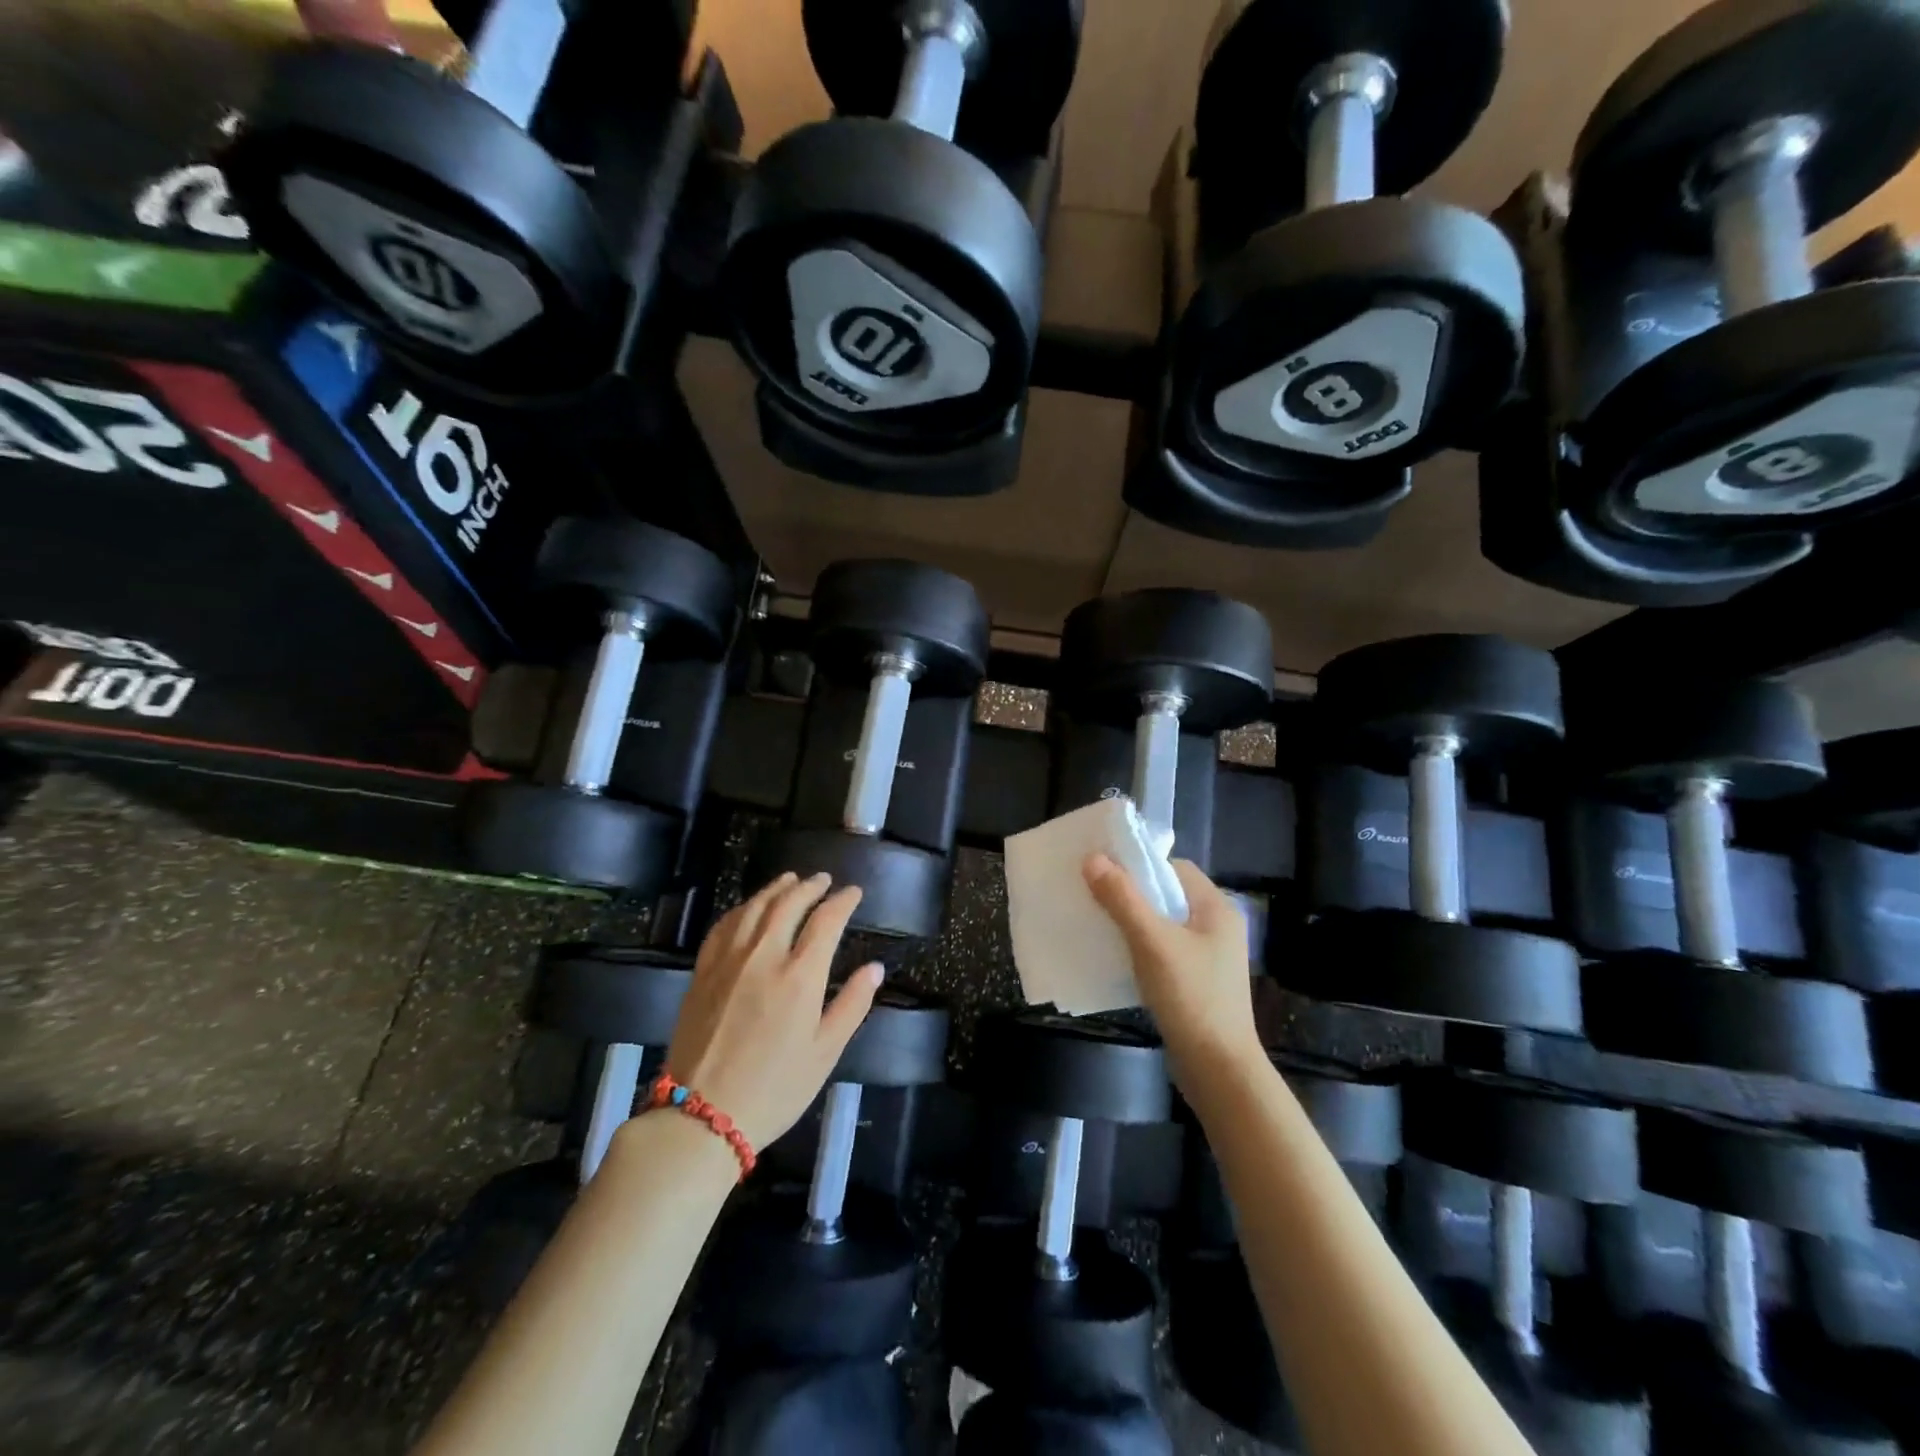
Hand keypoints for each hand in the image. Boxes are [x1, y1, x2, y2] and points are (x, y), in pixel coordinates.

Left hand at [662, 873, 882, 1149]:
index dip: (843, 901)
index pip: (826, 920)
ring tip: (790, 880)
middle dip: (810, 886)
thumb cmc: (775, 1089)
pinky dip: (742, 908)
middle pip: (789, 904)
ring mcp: (728, 961)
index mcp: (800, 976)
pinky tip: (749, 908)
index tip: (854, 893)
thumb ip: (852, 1005)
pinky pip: (724, 925)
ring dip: (776, 888)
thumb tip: (875, 968)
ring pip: (754, 908)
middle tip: (824, 880)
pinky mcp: (702, 972)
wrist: (701, 1118)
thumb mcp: (825, 1053)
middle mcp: (764, 956)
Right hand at [1084, 853, 1263, 1092]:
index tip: (1102, 868)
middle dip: (1130, 892)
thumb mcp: (1152, 943)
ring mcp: (1208, 957)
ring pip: (1162, 924)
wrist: (1219, 1071)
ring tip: (1096, 920)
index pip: (1174, 868)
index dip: (1139, 864)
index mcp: (1217, 908)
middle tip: (1092, 892)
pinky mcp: (1196, 982)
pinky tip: (1114, 956)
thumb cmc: (1191, 998)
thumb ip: (1123, 899)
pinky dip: (1139, 947)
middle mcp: (1216, 927)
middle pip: (1167, 894)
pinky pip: (1162, 951)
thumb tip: (1092, 858)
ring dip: (1131, 921)